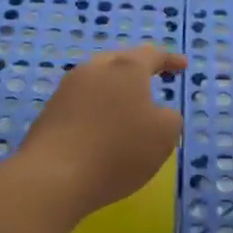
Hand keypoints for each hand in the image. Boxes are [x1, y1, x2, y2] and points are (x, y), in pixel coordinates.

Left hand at [17, 44, 187, 215]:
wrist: (53, 176)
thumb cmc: (118, 151)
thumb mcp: (164, 136)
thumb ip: (170, 118)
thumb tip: (158, 112)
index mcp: (126, 68)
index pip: (152, 55)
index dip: (170, 60)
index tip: (182, 66)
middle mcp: (95, 69)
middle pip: (121, 61)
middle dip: (139, 68)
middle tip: (154, 77)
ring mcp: (68, 88)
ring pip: (98, 79)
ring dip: (115, 88)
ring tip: (127, 104)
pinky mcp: (50, 110)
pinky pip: (82, 101)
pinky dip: (97, 107)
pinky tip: (101, 126)